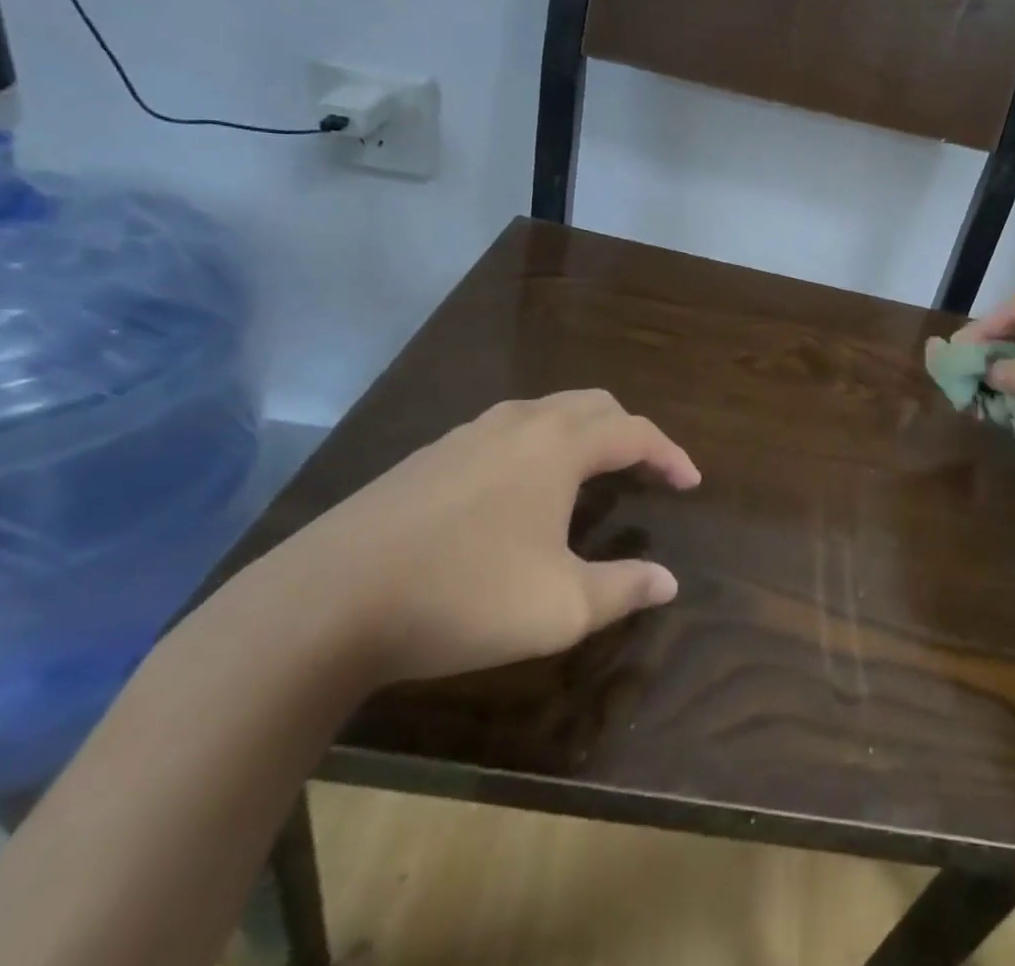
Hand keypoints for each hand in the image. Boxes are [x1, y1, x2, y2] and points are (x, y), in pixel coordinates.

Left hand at [257, 390, 699, 684]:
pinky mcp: (430, 456)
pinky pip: (506, 432)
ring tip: (591, 475)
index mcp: (559, 445)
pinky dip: (539, 446)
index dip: (670, 454)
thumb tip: (668, 581)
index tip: (690, 483)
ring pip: (546, 412)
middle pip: (593, 405)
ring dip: (582, 434)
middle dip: (629, 432)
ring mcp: (468, 434)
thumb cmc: (462, 596)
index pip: (635, 431)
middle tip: (645, 470)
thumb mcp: (559, 608)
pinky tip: (521, 492)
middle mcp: (519, 423)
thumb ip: (623, 589)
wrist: (324, 603)